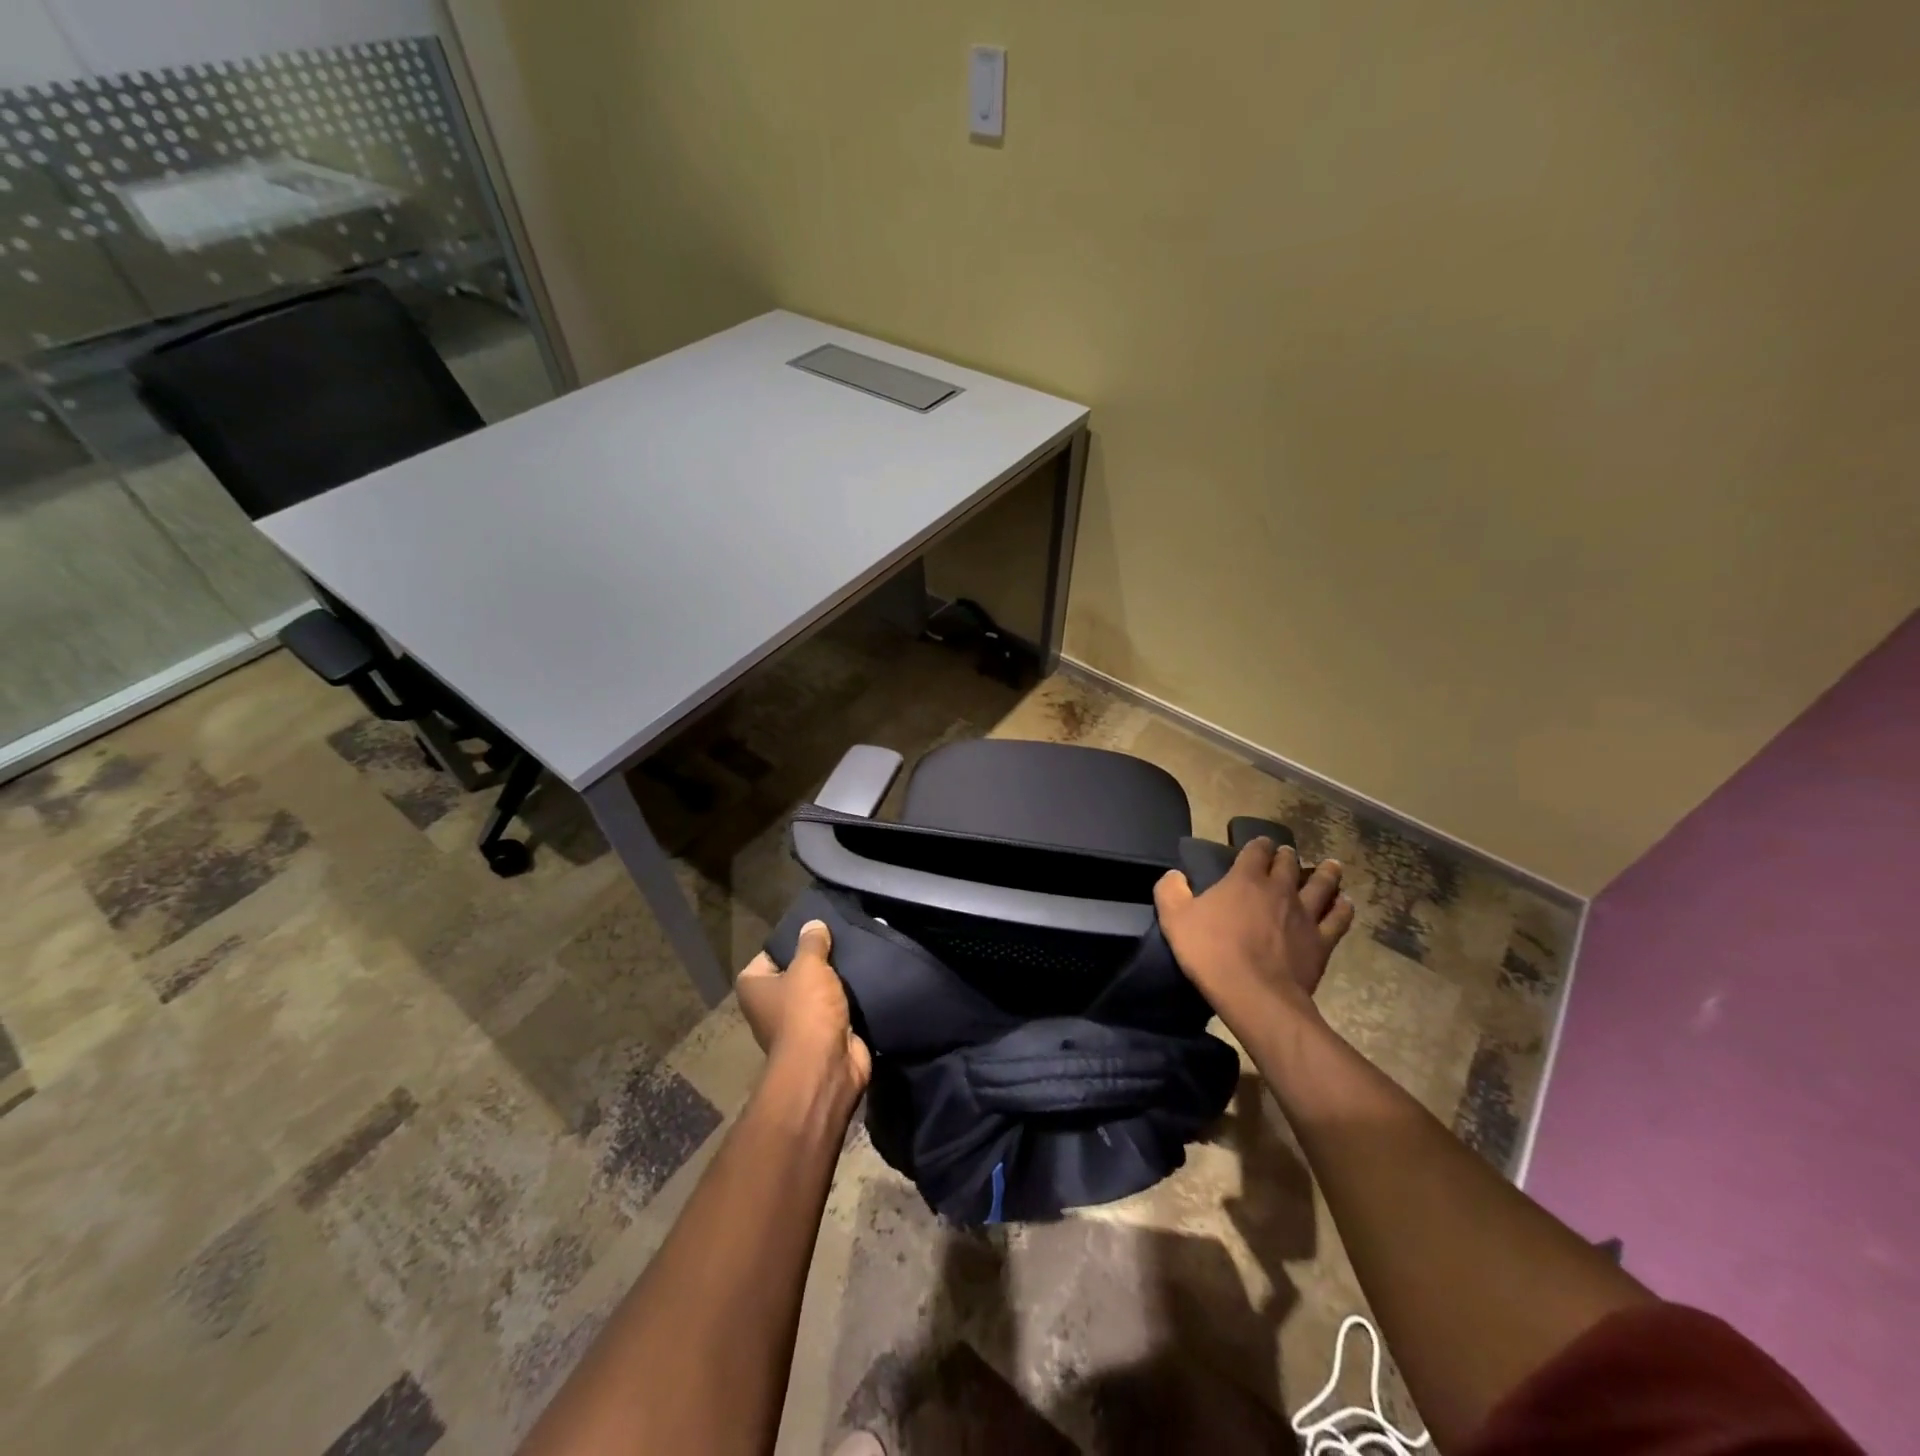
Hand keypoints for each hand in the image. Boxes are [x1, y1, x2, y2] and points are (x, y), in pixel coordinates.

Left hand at [735, 920, 871, 1105]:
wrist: (827, 1066)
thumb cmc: (806, 1011)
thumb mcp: (809, 965)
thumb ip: (812, 942)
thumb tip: (813, 924)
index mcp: (754, 987)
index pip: (771, 953)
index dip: (793, 940)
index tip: (817, 929)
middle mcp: (770, 1005)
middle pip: (797, 971)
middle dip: (820, 959)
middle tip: (843, 937)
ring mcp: (798, 1023)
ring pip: (820, 990)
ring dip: (837, 980)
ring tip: (860, 952)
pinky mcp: (824, 1035)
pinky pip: (837, 1008)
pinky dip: (850, 998)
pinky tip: (868, 976)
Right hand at [1153, 840, 1354, 1041]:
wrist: (1253, 994)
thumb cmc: (1210, 952)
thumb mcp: (1174, 918)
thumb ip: (1170, 891)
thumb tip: (1174, 875)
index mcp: (1244, 879)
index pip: (1255, 851)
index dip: (1258, 845)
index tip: (1259, 844)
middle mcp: (1279, 889)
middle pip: (1289, 864)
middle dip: (1288, 856)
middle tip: (1288, 854)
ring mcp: (1304, 915)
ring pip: (1321, 885)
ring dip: (1325, 873)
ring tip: (1330, 866)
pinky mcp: (1321, 941)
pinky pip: (1338, 919)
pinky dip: (1342, 908)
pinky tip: (1345, 903)